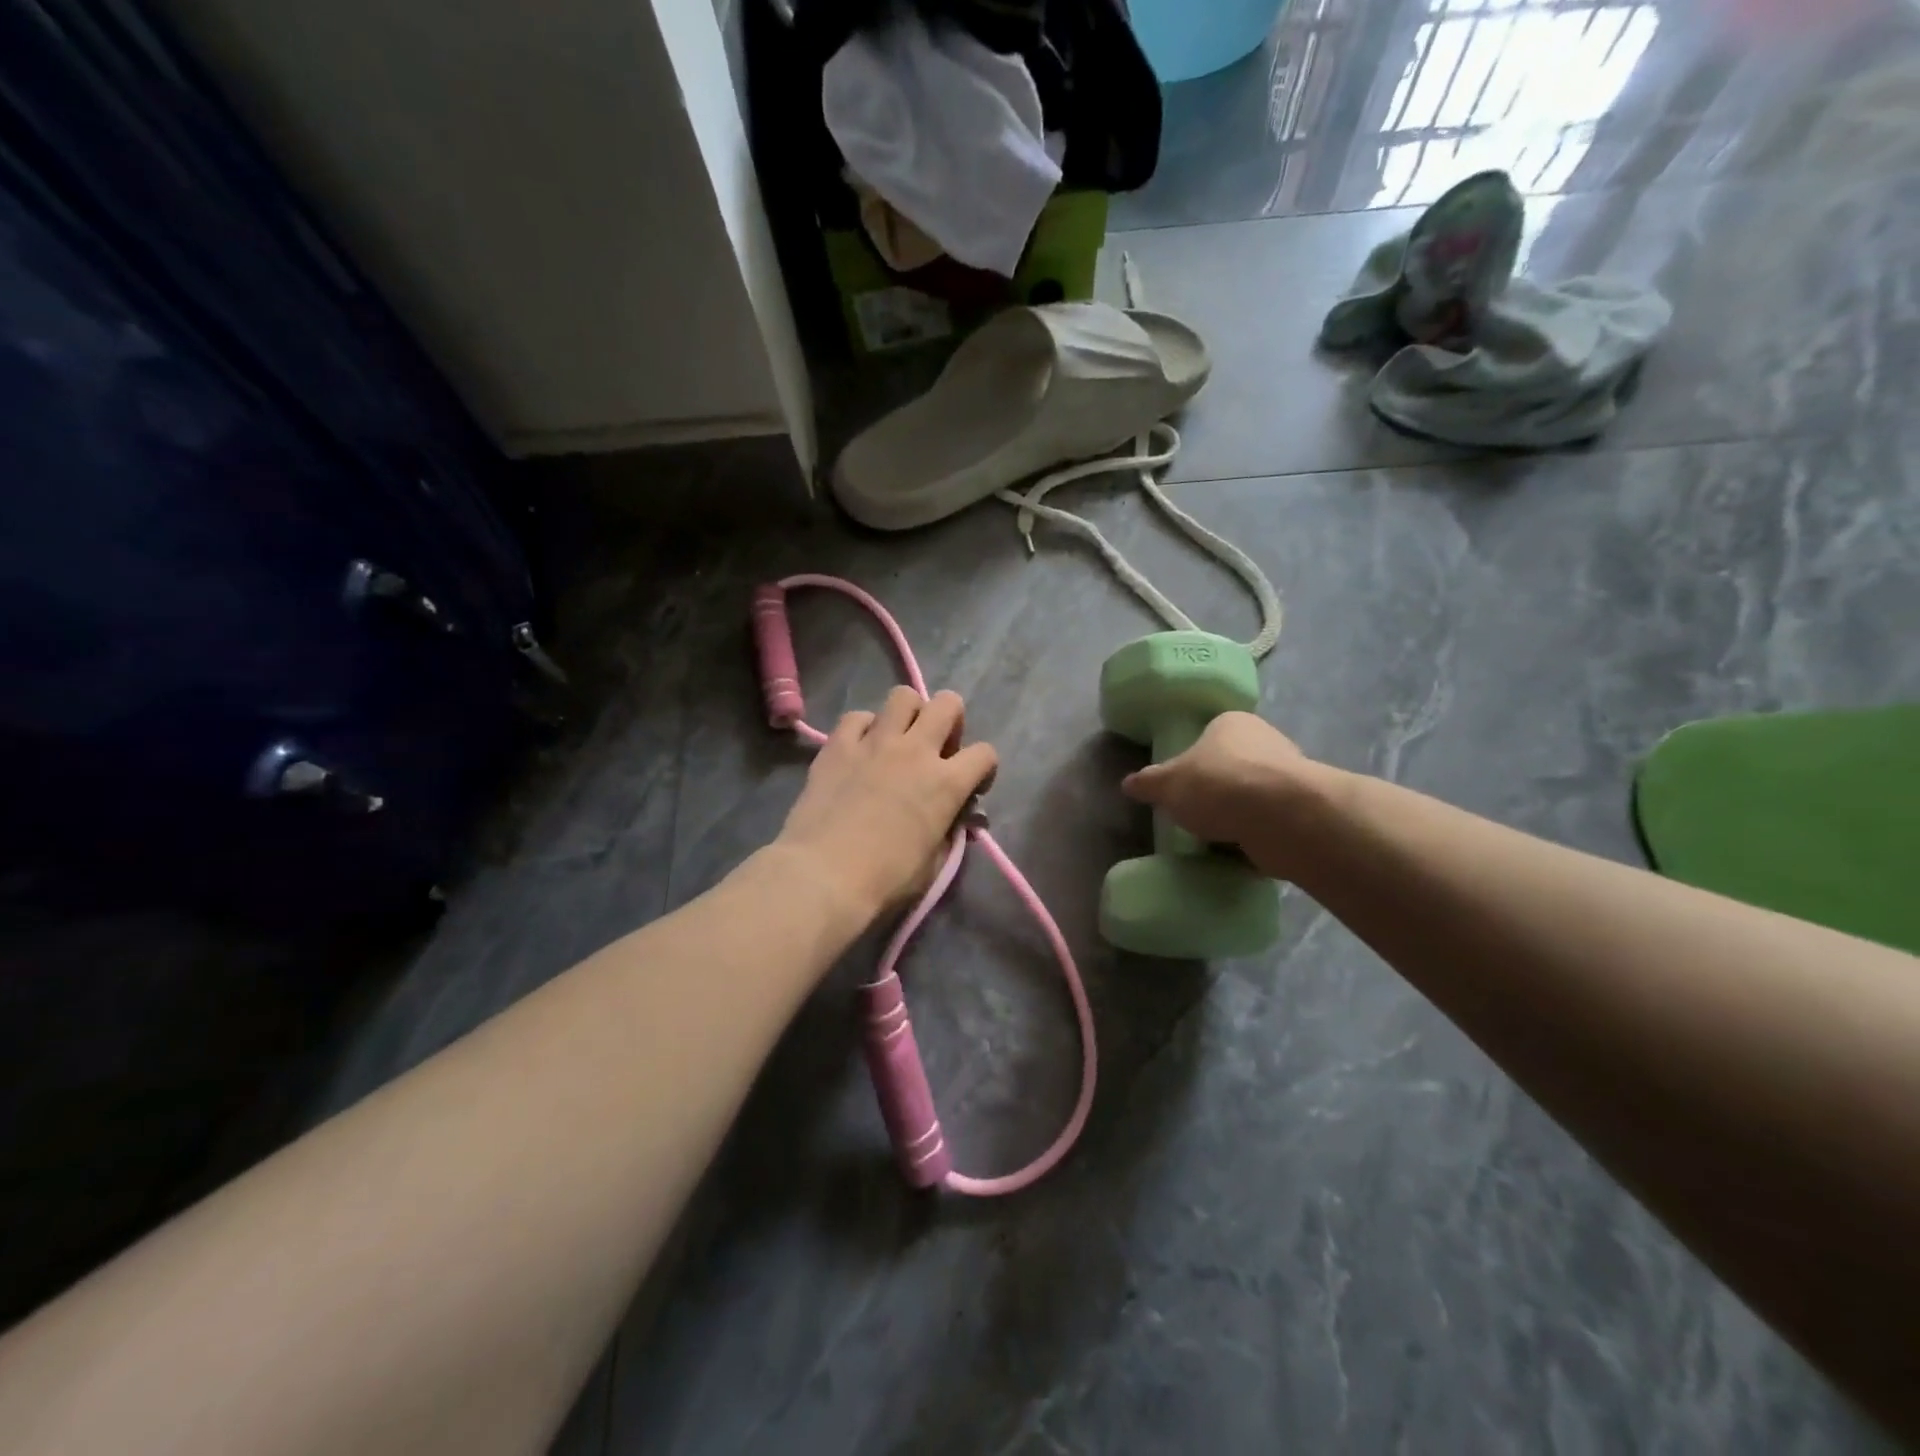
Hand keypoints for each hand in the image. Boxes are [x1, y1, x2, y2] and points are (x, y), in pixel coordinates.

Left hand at [774, 686, 998, 920]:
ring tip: (899, 739)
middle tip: (937, 748)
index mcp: (947, 783)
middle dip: (950, 721)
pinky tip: (860, 749)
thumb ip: (948, 833)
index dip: (983, 769)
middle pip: (947, 703)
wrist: (823, 875)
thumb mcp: (933, 864)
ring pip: (903, 696)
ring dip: (909, 714)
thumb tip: (952, 820)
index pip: (985, 754)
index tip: (970, 788)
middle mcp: (916, 750)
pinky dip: (864, 728)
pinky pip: (857, 716)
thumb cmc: (885, 879)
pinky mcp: (837, 744)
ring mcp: (874, 742)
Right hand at [1121, 711, 1323, 879]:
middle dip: (1216, 791)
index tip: (1181, 786)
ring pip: (1253, 796)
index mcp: (1232, 723)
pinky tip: (1240, 853)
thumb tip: (1127, 784)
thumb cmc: (1218, 785)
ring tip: (1214, 840)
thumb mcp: (1167, 784)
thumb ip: (1148, 783)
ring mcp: (1290, 777)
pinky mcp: (1304, 811)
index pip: (1209, 735)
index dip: (1193, 760)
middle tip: (1194, 815)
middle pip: (1232, 766)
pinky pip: (1270, 824)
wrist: (1282, 818)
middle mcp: (1266, 741)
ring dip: (1238, 816)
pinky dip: (1256, 837)